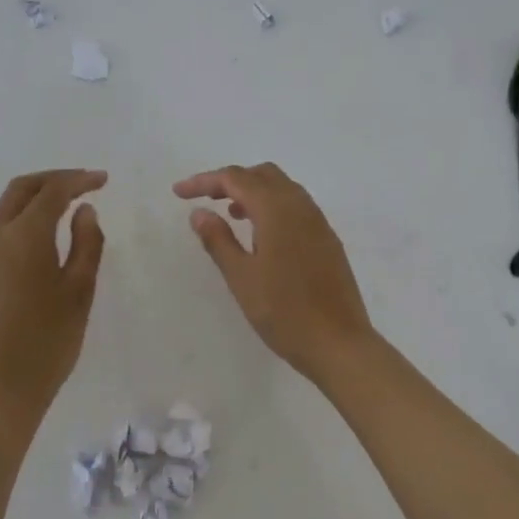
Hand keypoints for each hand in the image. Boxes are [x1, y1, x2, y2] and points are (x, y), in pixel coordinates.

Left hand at [0, 169, 106, 436]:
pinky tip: (37, 242)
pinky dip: (18, 223)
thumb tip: (84, 211)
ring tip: (64, 210)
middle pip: (20, 190)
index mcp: (23, 237)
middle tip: (83, 185)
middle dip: (53, 181)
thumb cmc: (48, 343)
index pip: (52, 192)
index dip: (79, 180)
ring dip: (33, 200)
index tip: (103, 181)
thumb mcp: (80, 292)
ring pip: (3, 210)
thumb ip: (86, 243)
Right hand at [174, 163, 374, 382]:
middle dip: (232, 180)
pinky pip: (297, 207)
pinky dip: (273, 207)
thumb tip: (199, 213)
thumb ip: (218, 240)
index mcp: (277, 210)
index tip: (179, 193)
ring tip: (231, 216)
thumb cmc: (284, 312)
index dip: (205, 181)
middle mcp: (301, 207)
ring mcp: (319, 222)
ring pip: (283, 189)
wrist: (339, 343)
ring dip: (254, 192)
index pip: (236, 179)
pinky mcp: (328, 240)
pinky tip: (261, 236)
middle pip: (263, 175)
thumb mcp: (242, 277)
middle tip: (206, 200)